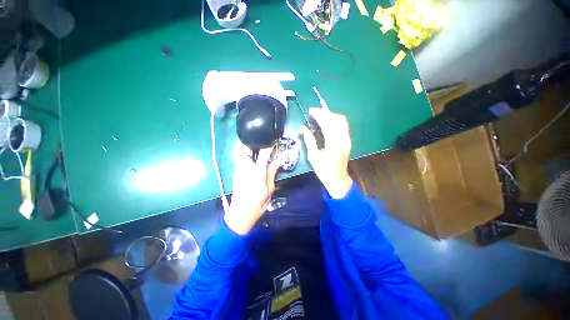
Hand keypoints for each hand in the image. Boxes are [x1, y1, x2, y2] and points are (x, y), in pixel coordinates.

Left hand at [224, 146, 280, 234]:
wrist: (241, 212)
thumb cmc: (258, 201)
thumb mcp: (270, 188)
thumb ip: (272, 172)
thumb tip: (278, 161)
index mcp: (257, 170)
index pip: (264, 153)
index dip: (269, 146)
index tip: (272, 143)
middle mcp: (246, 166)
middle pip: (247, 148)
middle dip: (254, 145)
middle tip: (261, 147)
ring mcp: (239, 169)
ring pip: (242, 154)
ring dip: (249, 152)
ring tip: (257, 155)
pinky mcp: (235, 173)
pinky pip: (240, 161)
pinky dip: (246, 159)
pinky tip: (251, 164)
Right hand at [300, 108, 352, 198]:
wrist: (338, 180)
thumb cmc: (324, 171)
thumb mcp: (313, 157)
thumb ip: (309, 140)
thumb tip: (303, 128)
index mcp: (333, 144)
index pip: (327, 124)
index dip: (319, 115)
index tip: (310, 110)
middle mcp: (343, 139)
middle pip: (336, 119)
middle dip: (324, 113)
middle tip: (314, 112)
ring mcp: (347, 140)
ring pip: (341, 121)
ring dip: (330, 115)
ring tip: (320, 116)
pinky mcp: (348, 141)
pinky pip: (343, 126)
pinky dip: (334, 121)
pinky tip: (327, 123)